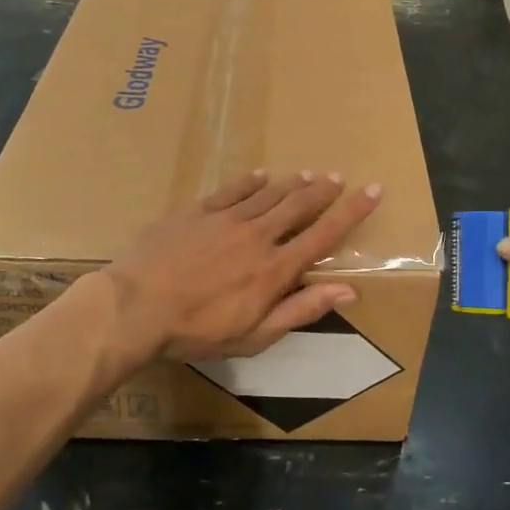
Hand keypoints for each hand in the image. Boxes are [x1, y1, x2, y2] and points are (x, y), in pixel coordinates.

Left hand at [102, 171, 382, 363]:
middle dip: (323, 191)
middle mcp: (258, 236)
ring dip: (291, 184)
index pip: (324, 235)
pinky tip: (260, 175)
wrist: (136, 307)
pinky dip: (250, 182)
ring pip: (268, 194)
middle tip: (338, 177)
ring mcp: (225, 219)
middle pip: (299, 206)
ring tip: (308, 175)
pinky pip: (231, 190)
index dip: (352, 212)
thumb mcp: (255, 335)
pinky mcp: (196, 212)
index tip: (373, 190)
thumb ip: (301, 310)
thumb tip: (348, 290)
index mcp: (275, 269)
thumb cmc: (197, 331)